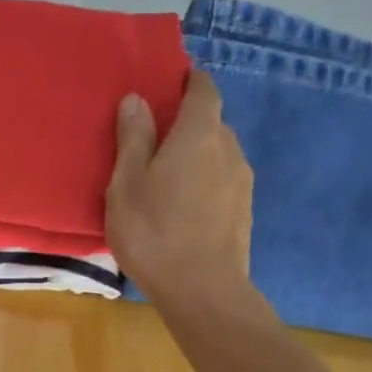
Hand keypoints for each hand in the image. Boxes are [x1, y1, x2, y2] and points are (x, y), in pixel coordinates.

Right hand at [106, 69, 254, 309]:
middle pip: (212, 122)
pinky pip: (223, 181)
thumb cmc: (154, 232)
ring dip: (196, 156)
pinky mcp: (245, 210)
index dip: (189, 81)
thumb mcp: (126, 185)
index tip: (169, 84)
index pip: (204, 89)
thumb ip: (133, 139)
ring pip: (218, 154)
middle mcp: (229, 148)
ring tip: (166, 180)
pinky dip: (205, 182)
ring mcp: (242, 181)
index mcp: (199, 134)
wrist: (203, 291)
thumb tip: (137, 99)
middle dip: (187, 124)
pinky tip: (183, 208)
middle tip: (154, 142)